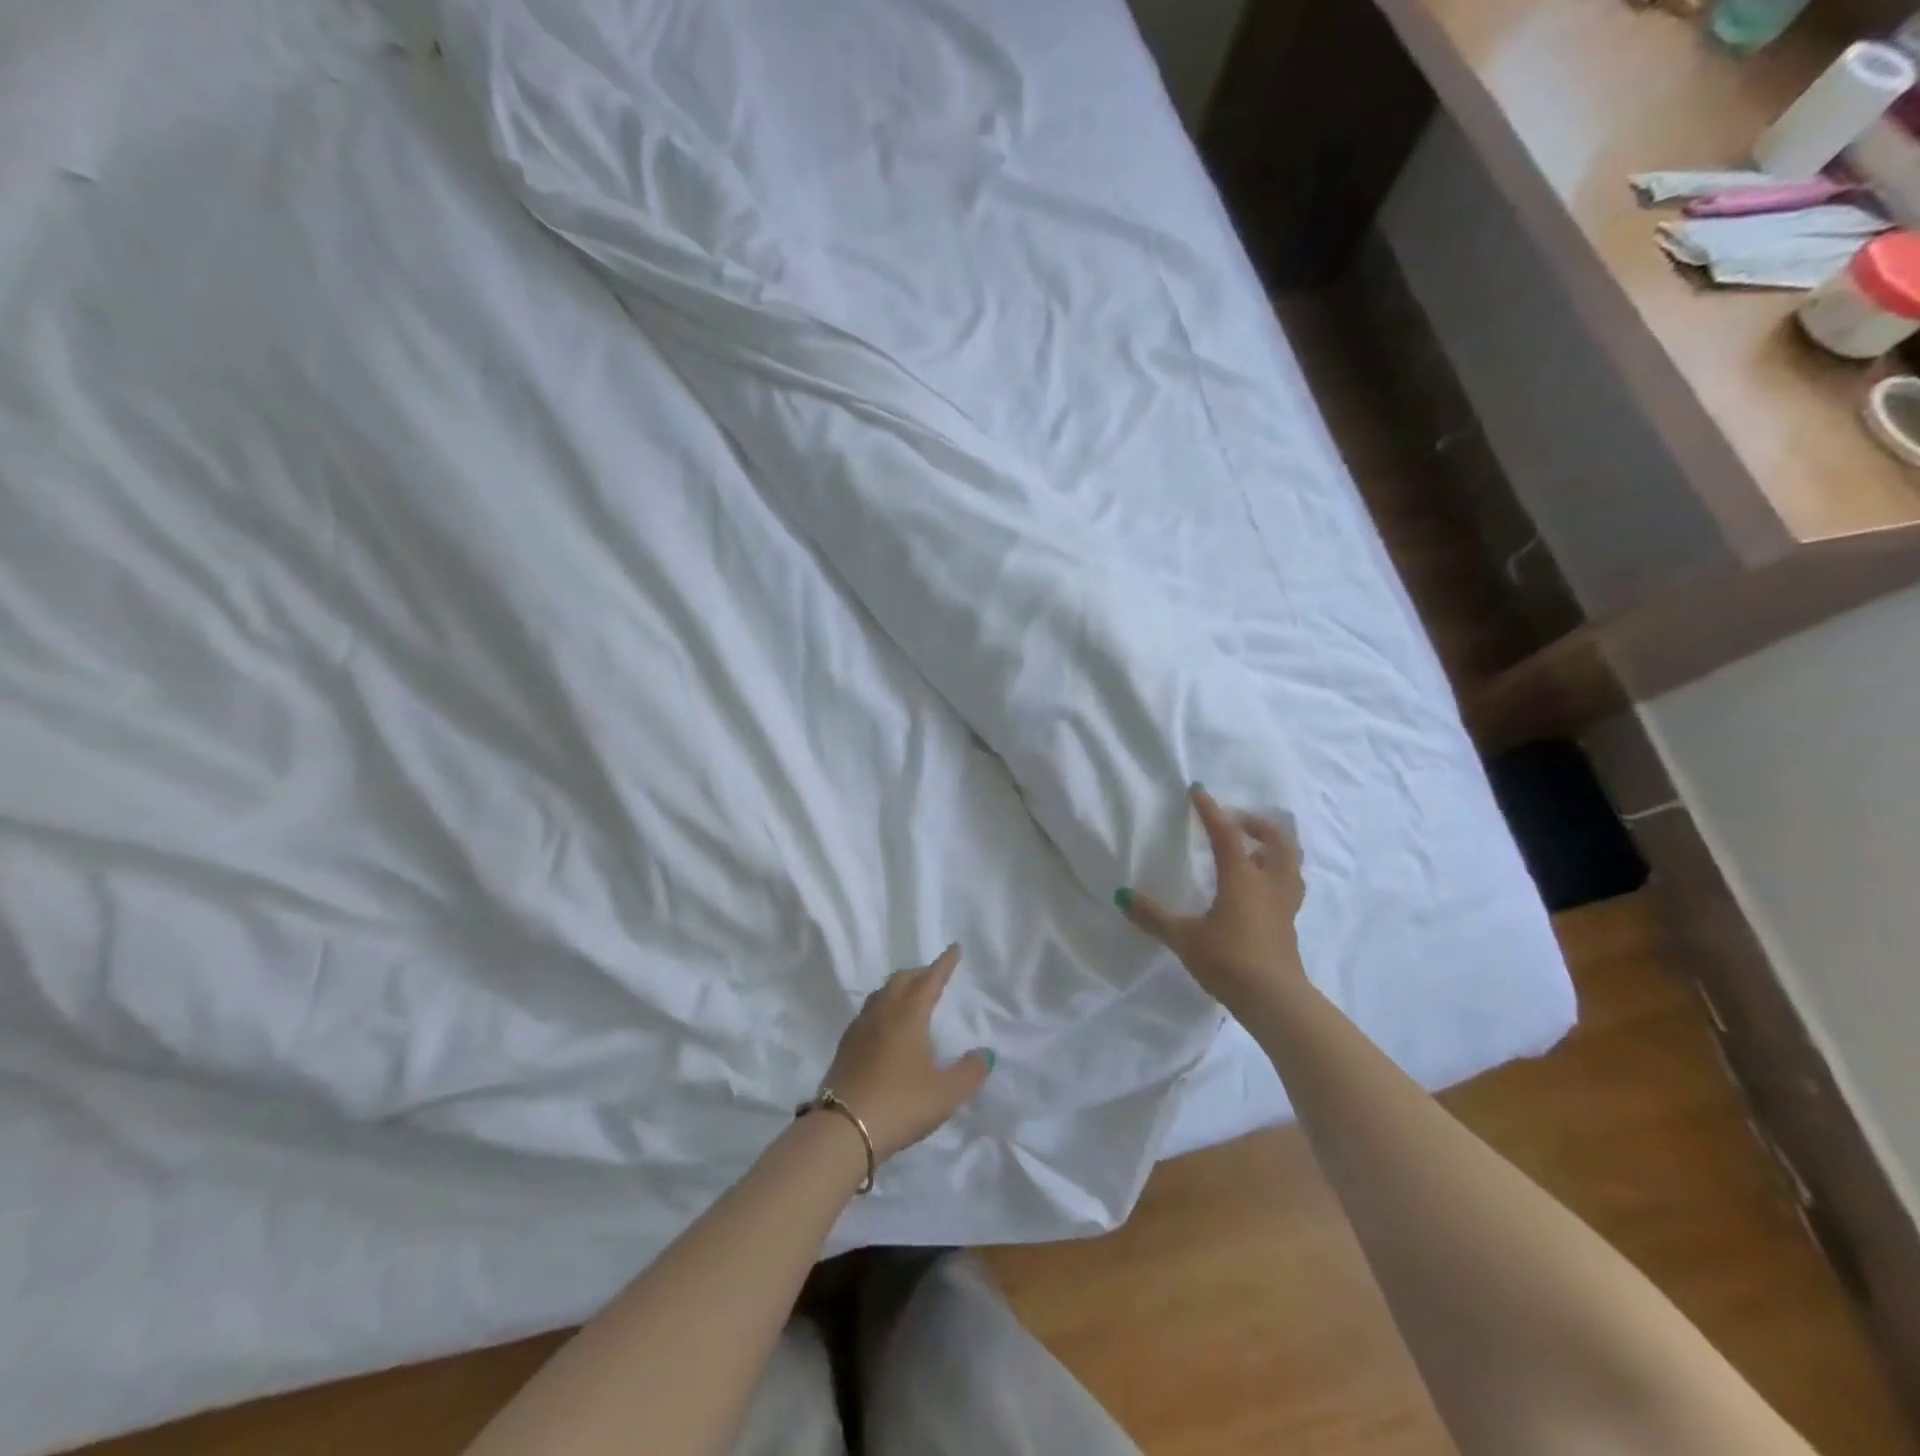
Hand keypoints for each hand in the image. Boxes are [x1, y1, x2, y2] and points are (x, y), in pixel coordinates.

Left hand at [820, 945, 992, 1162]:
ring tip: (910, 996)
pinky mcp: (846, 1046)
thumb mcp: (946, 1094)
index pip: (930, 980)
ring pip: (881, 994)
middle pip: (902, 980)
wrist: (843, 1129)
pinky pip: (869, 1012)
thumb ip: (970, 1072)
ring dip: (899, 988)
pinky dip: (883, 1007)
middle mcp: (883, 1013)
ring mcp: (860, 1028)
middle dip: (920, 973)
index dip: (944, 964)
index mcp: (909, 1015)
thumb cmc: (900, 1104)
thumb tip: (985, 1053)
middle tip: (934, 975)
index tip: (954, 949)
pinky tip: (885, 1026)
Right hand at [1119, 785, 1305, 1014]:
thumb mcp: (1183, 938)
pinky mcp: (1288, 924)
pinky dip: (1277, 872)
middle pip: (1276, 840)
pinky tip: (1258, 886)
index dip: (1210, 811)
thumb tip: (1122, 896)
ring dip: (1274, 846)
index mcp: (1242, 877)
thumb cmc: (1228, 960)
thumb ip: (1153, 916)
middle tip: (1235, 822)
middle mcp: (1268, 882)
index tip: (1198, 792)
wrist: (1274, 1000)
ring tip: (1252, 848)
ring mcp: (1284, 903)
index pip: (1227, 833)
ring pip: (1290, 862)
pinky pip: (1288, 884)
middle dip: (1257, 824)